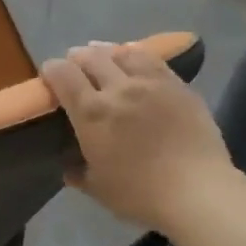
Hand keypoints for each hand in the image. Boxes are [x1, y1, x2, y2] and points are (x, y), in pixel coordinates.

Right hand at [42, 43, 234, 233]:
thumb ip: (78, 173)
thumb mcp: (98, 189)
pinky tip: (135, 57)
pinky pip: (153, 60)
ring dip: (106, 51)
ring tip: (103, 55)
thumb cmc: (140, 194)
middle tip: (75, 65)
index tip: (49, 75)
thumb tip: (69, 167)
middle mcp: (118, 88)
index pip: (63, 75)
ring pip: (123, 52)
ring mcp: (151, 83)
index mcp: (91, 113)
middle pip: (91, 57)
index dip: (51, 70)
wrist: (196, 191)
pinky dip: (136, 54)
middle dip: (77, 57)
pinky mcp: (178, 86)